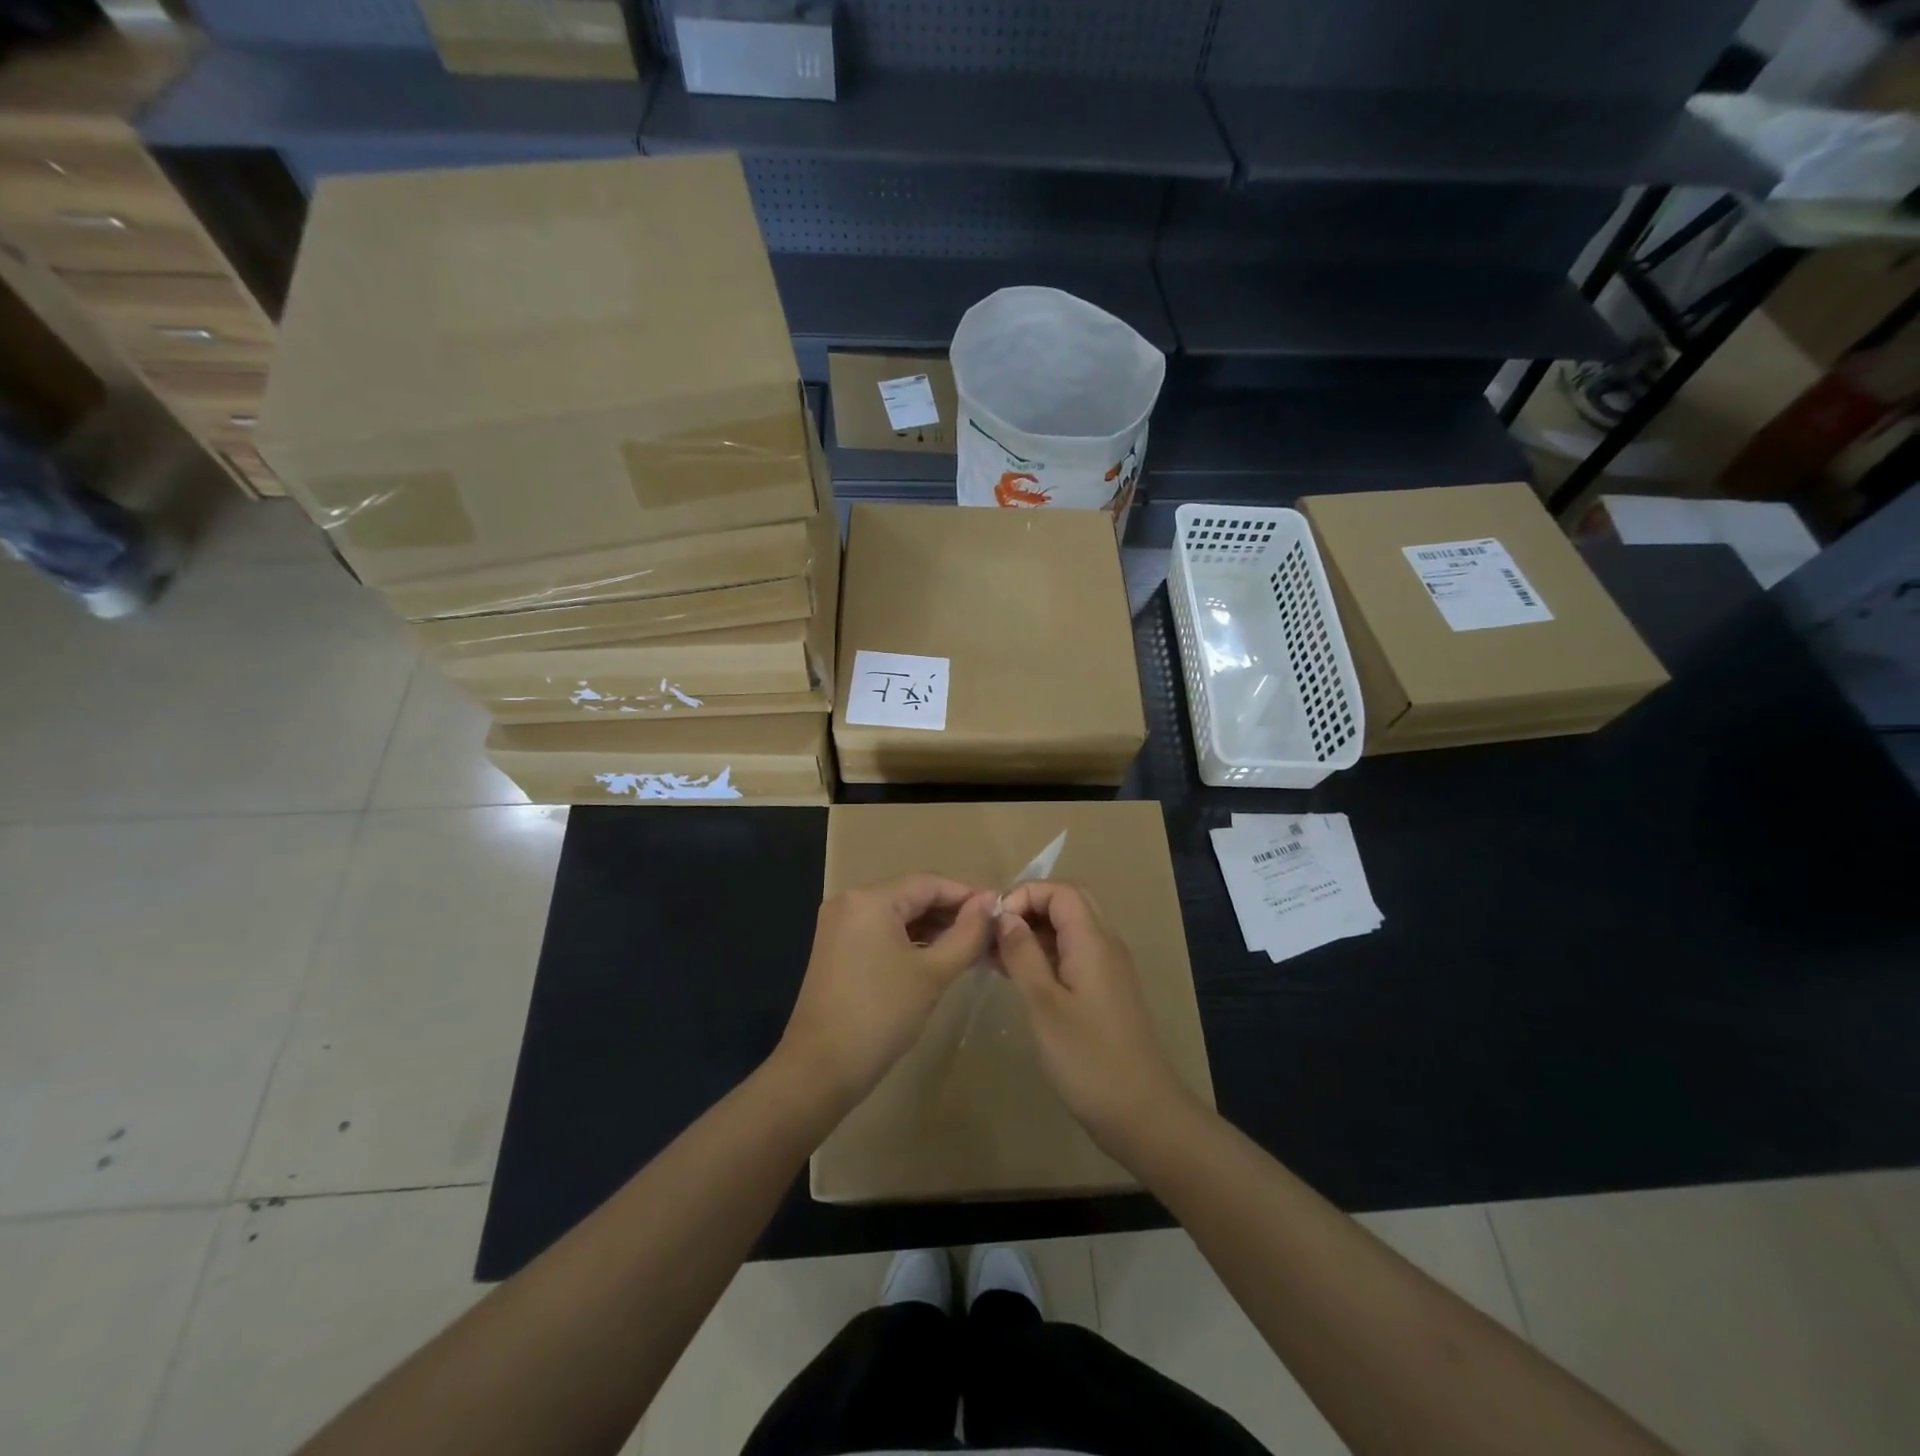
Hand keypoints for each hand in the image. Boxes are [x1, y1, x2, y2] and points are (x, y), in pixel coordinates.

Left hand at [779, 873, 995, 1111]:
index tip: (1000, 911)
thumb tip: (990, 903)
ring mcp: (840, 925)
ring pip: (898, 915)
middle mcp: (851, 902)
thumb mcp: (932, 973)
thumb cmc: (881, 1015)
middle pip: (912, 895)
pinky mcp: (837, 948)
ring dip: (933, 928)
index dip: (968, 894)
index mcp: (870, 899)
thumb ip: (966, 934)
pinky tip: (938, 957)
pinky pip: (882, 932)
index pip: (929, 883)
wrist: (820, 1069)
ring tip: (972, 946)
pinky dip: (910, 941)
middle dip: (951, 912)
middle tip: (990, 932)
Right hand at [995, 881, 1198, 1151]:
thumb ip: (1023, 954)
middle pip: (1067, 903)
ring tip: (994, 956)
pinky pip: (1072, 954)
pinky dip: (1044, 954)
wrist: (1141, 1113)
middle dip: (1027, 909)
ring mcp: (1108, 968)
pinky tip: (1017, 977)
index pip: (1060, 890)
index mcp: (1093, 940)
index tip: (993, 923)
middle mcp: (1105, 944)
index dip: (1024, 895)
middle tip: (993, 935)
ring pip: (1069, 929)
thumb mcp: (1044, 1004)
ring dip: (1033, 932)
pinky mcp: (1105, 991)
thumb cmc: (1087, 1058)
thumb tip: (1004, 915)